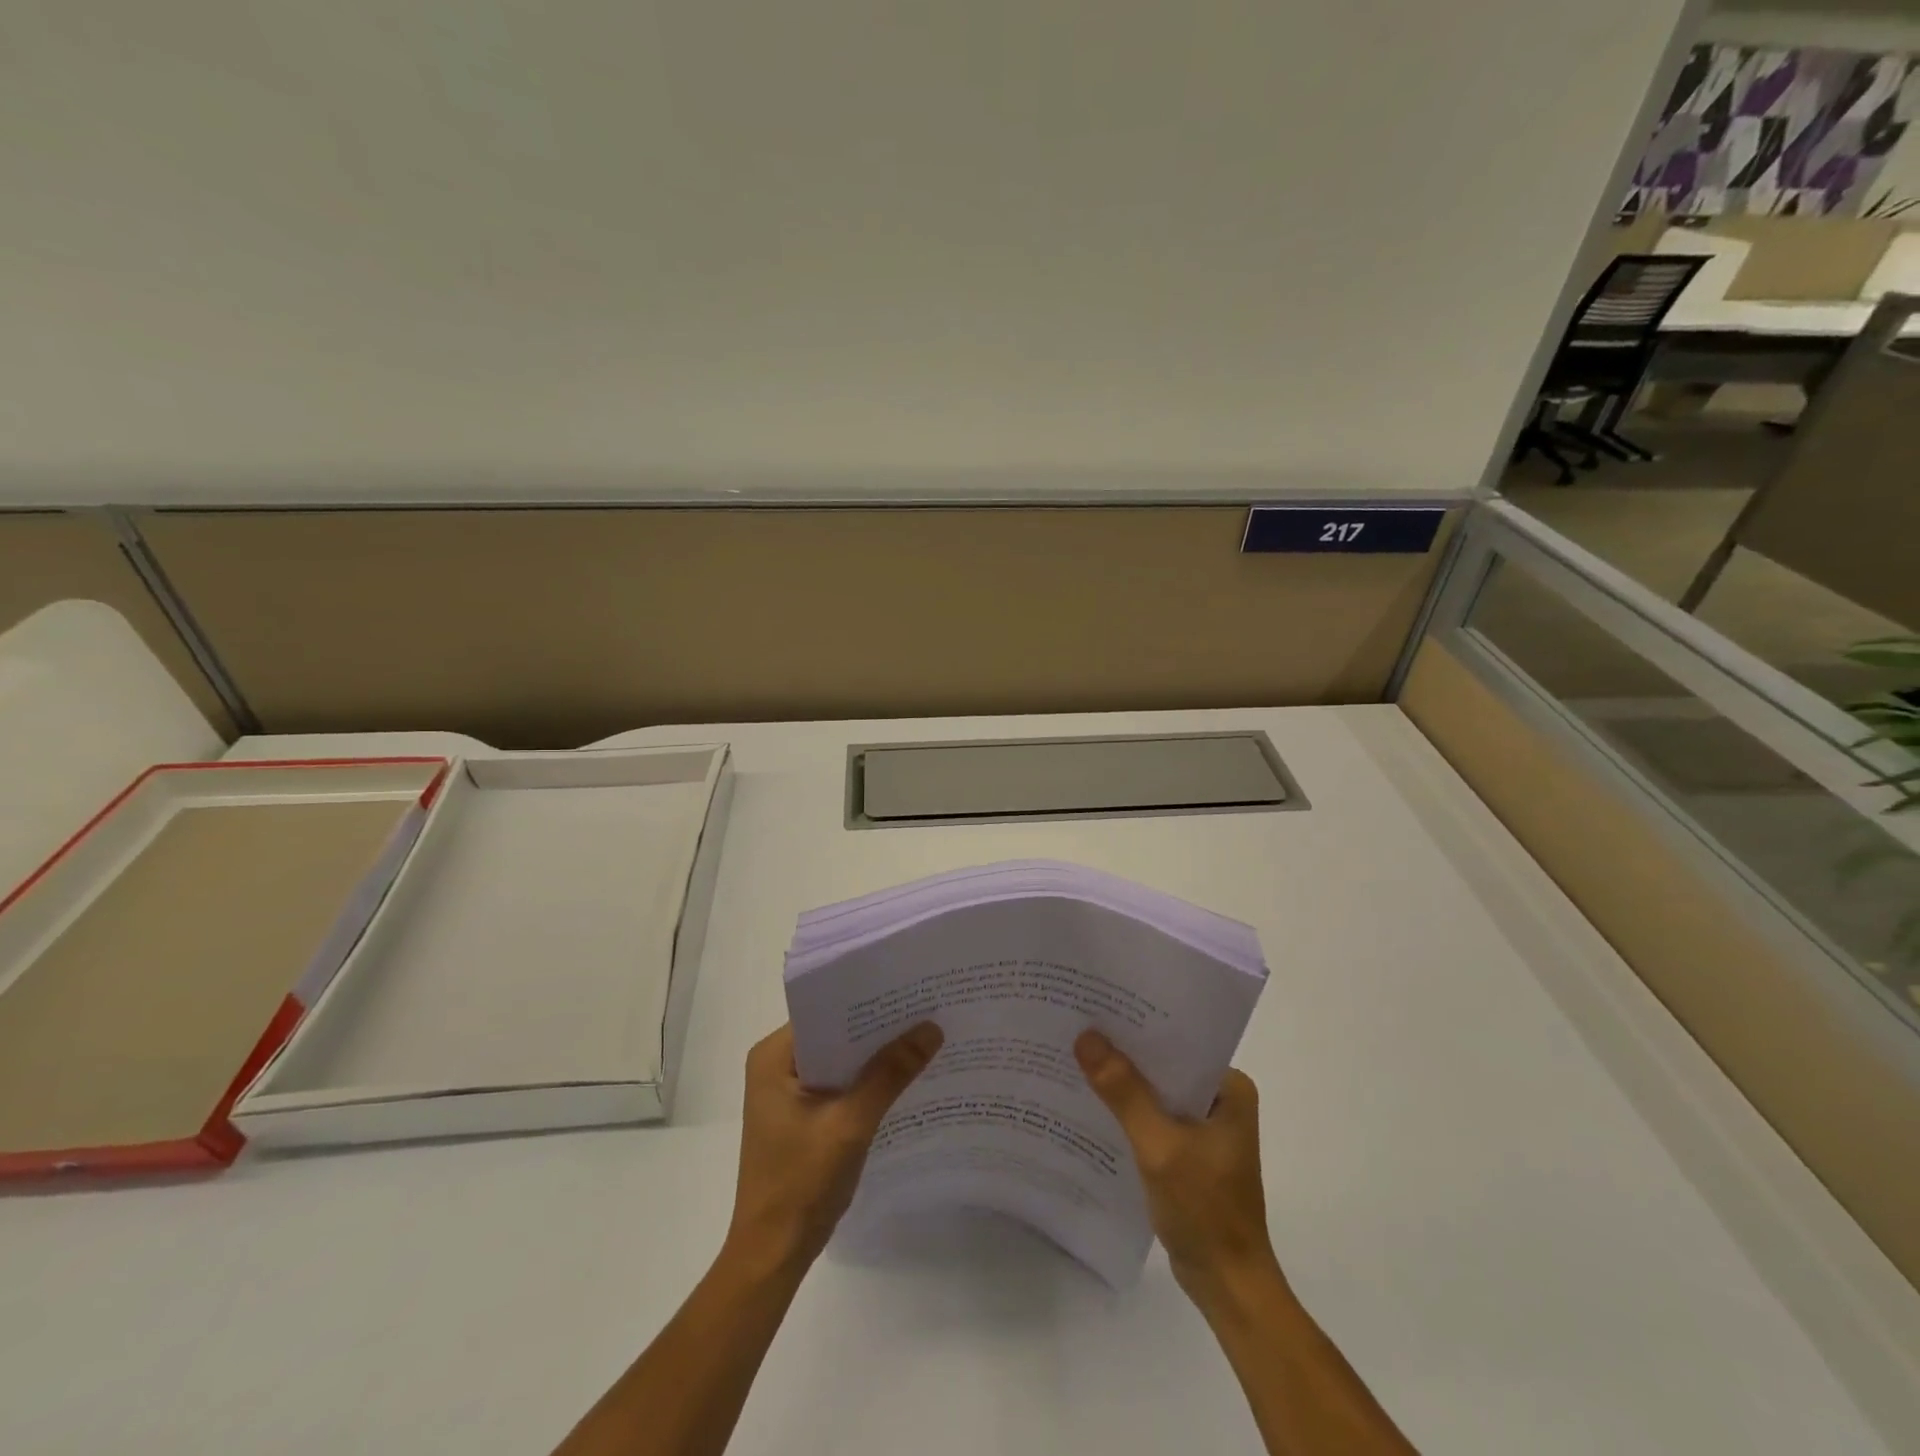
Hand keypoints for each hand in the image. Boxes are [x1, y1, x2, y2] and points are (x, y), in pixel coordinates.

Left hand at [726, 1021, 942, 1275]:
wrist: (772, 1256)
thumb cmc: (801, 1184)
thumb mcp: (850, 1124)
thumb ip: (890, 1074)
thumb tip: (932, 1028)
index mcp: (773, 1056)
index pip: (826, 1010)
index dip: (867, 999)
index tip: (910, 988)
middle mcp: (777, 1065)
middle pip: (835, 1033)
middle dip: (878, 1026)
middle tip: (927, 1008)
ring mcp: (788, 1092)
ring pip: (841, 1059)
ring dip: (875, 1055)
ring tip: (924, 1035)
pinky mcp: (802, 1115)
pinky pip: (840, 1083)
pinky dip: (868, 1081)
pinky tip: (904, 1077)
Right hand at [1075, 1029, 1279, 1308]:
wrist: (1228, 1287)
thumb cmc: (1204, 1211)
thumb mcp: (1160, 1146)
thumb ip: (1124, 1093)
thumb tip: (1086, 1037)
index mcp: (1230, 1088)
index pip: (1178, 1041)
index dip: (1137, 1025)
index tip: (1096, 1007)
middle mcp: (1220, 1100)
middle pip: (1164, 1065)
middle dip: (1124, 1052)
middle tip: (1077, 1025)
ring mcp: (1204, 1127)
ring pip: (1155, 1091)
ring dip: (1122, 1082)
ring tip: (1075, 1056)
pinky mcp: (1188, 1151)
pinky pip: (1152, 1117)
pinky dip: (1127, 1112)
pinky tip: (1091, 1104)